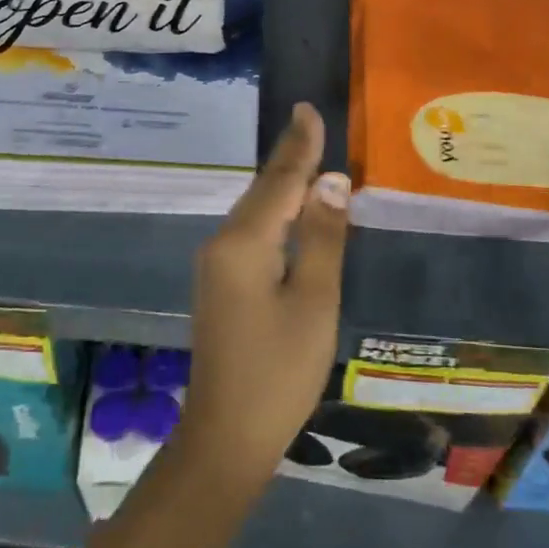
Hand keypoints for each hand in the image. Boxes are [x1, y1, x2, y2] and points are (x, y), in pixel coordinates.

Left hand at [177, 102, 348, 499]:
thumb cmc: (278, 372)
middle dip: (290, 157)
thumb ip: (323, 239)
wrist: (225, 437)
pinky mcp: (221, 285)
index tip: (308, 109)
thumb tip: (331, 181)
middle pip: (263, 191)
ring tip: (307, 154)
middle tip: (312, 124)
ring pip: (255, 211)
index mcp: (244, 243)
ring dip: (282, 184)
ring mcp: (217, 266)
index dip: (299, 145)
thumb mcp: (313, 303)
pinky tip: (291, 210)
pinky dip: (275, 213)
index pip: (280, 181)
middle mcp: (223, 244)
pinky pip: (251, 233)